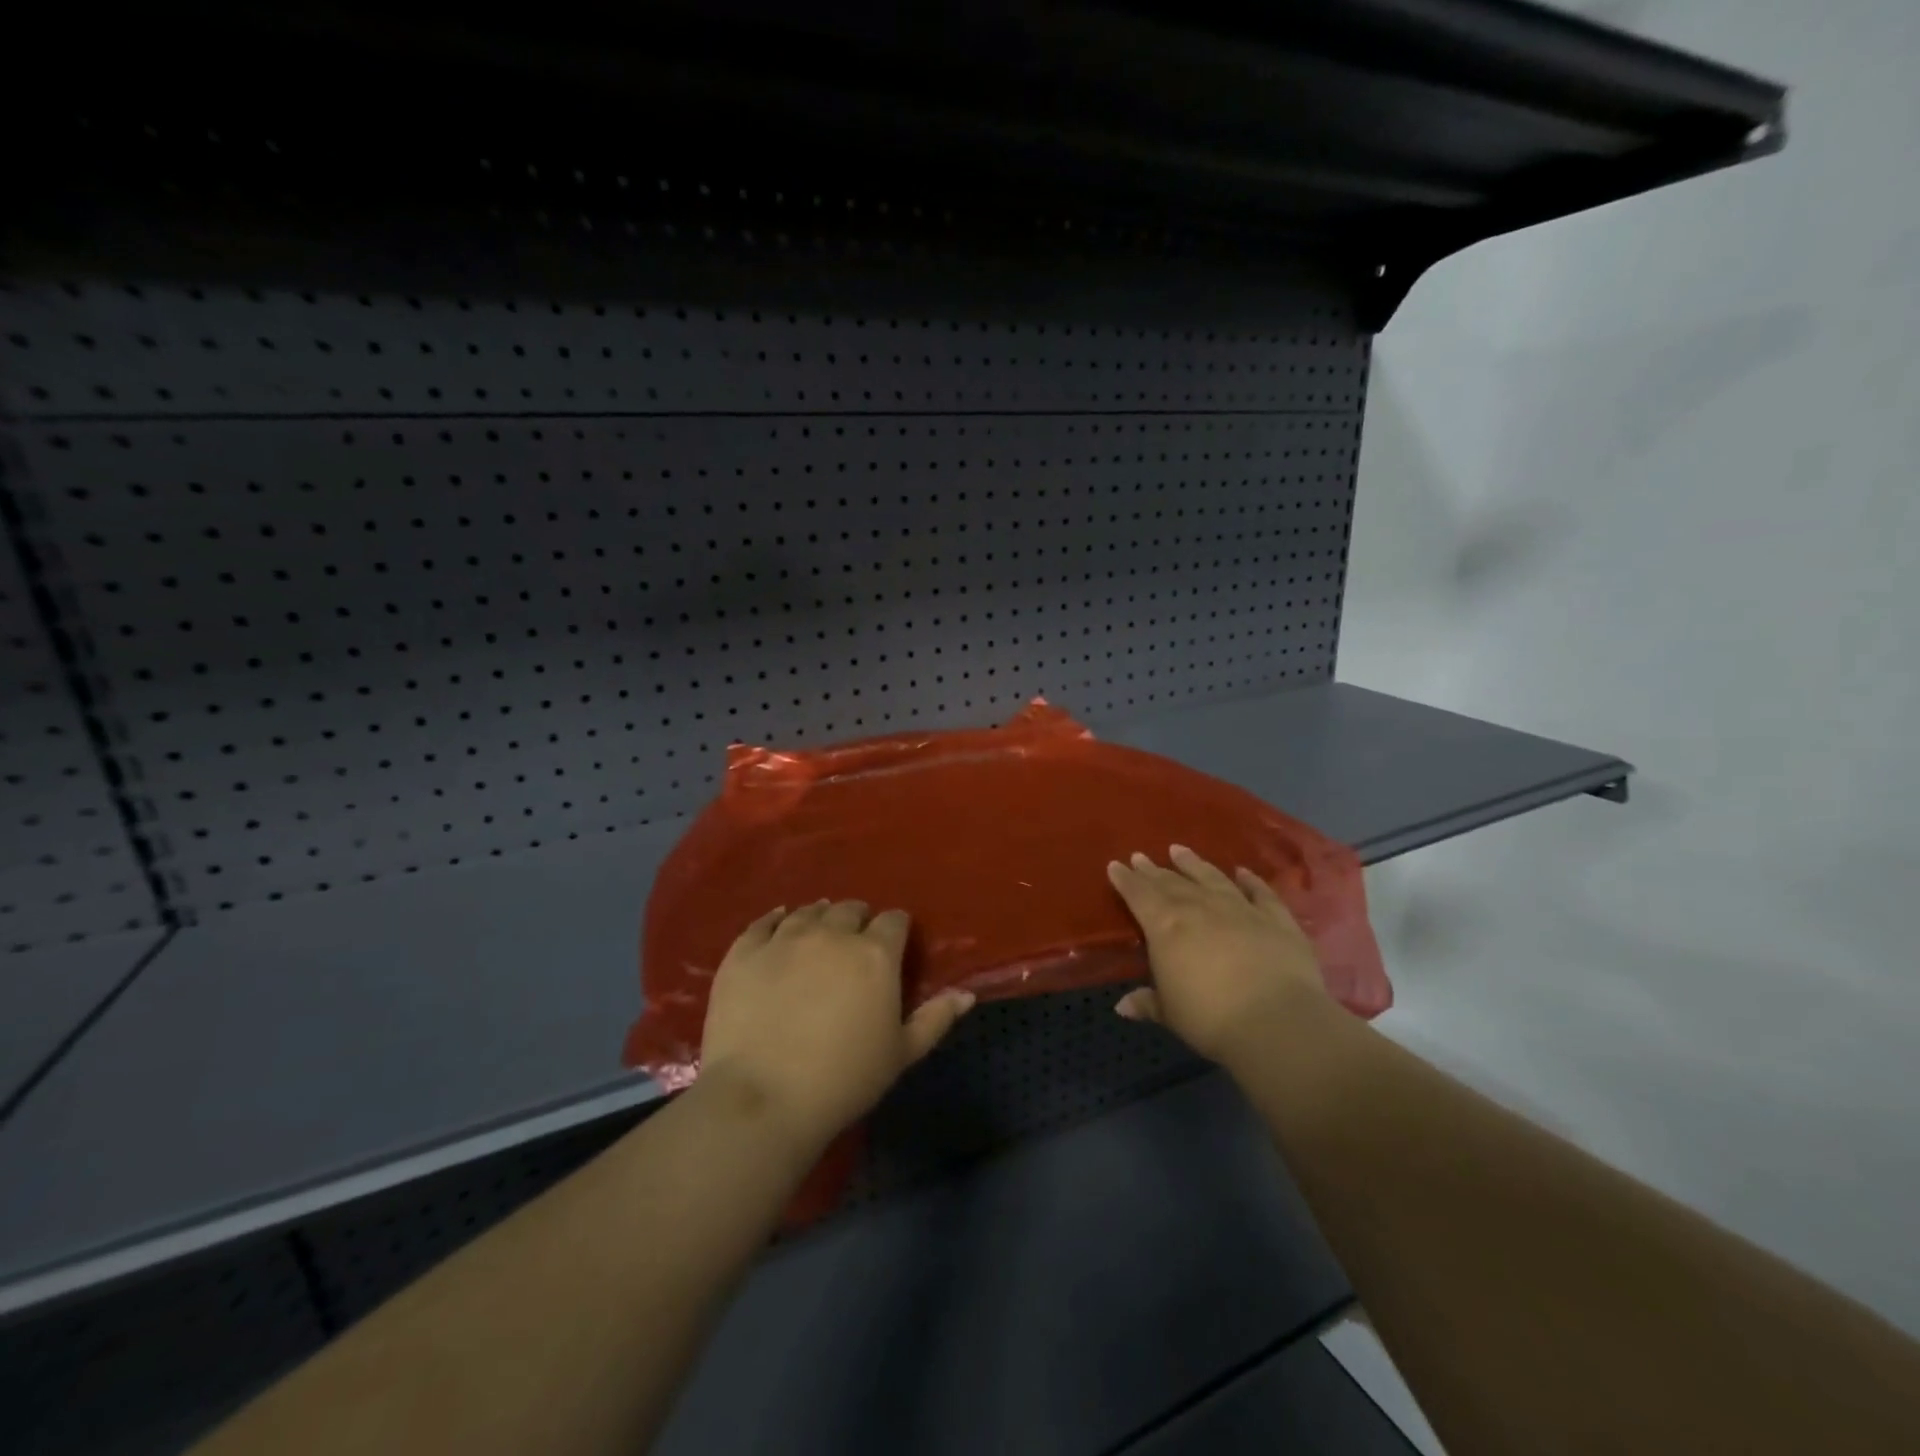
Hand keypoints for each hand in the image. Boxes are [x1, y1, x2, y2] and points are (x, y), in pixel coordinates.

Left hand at [697, 900, 973, 1146]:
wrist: (764, 1097)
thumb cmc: (844, 1079)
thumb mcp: (901, 1054)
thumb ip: (935, 1018)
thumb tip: (966, 995)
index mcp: (875, 954)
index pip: (894, 921)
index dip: (896, 930)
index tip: (893, 945)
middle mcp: (832, 934)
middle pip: (850, 909)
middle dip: (858, 921)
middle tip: (855, 944)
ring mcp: (785, 939)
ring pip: (809, 912)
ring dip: (820, 917)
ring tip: (819, 933)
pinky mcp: (745, 952)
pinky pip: (763, 922)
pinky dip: (775, 919)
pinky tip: (780, 921)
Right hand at [1107, 845, 1327, 1066]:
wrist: (1276, 1020)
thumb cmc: (1210, 1018)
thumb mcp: (1171, 1014)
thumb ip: (1148, 1002)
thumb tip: (1123, 1006)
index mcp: (1166, 926)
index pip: (1139, 895)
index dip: (1125, 880)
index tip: (1115, 865)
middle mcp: (1200, 907)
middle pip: (1171, 882)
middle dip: (1153, 870)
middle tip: (1141, 856)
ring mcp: (1240, 908)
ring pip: (1211, 877)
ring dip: (1194, 863)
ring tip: (1179, 850)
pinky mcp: (1275, 918)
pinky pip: (1260, 893)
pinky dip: (1250, 880)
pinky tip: (1242, 872)